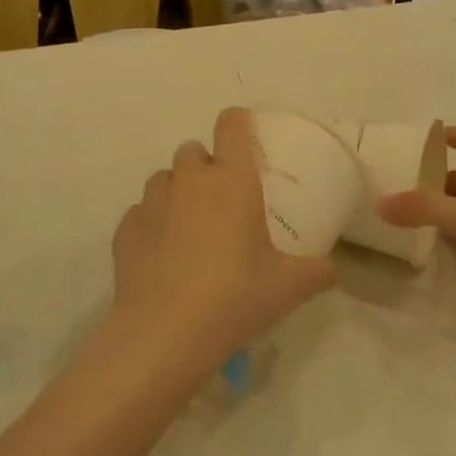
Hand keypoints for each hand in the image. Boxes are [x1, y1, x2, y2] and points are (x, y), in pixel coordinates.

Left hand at [111, 109, 334, 377]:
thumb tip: (331, 269)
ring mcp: (152, 202)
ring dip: (177, 192)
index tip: (245, 134)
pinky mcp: (125, 229)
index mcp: (232, 180)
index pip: (231, 126)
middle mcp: (189, 180)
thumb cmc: (234, 297)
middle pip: (193, 151)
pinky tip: (162, 254)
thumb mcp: (288, 287)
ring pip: (164, 179)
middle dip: (206, 166)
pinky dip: (152, 223)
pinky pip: (141, 213)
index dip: (238, 122)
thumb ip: (316, 271)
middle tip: (222, 201)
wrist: (163, 333)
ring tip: (190, 227)